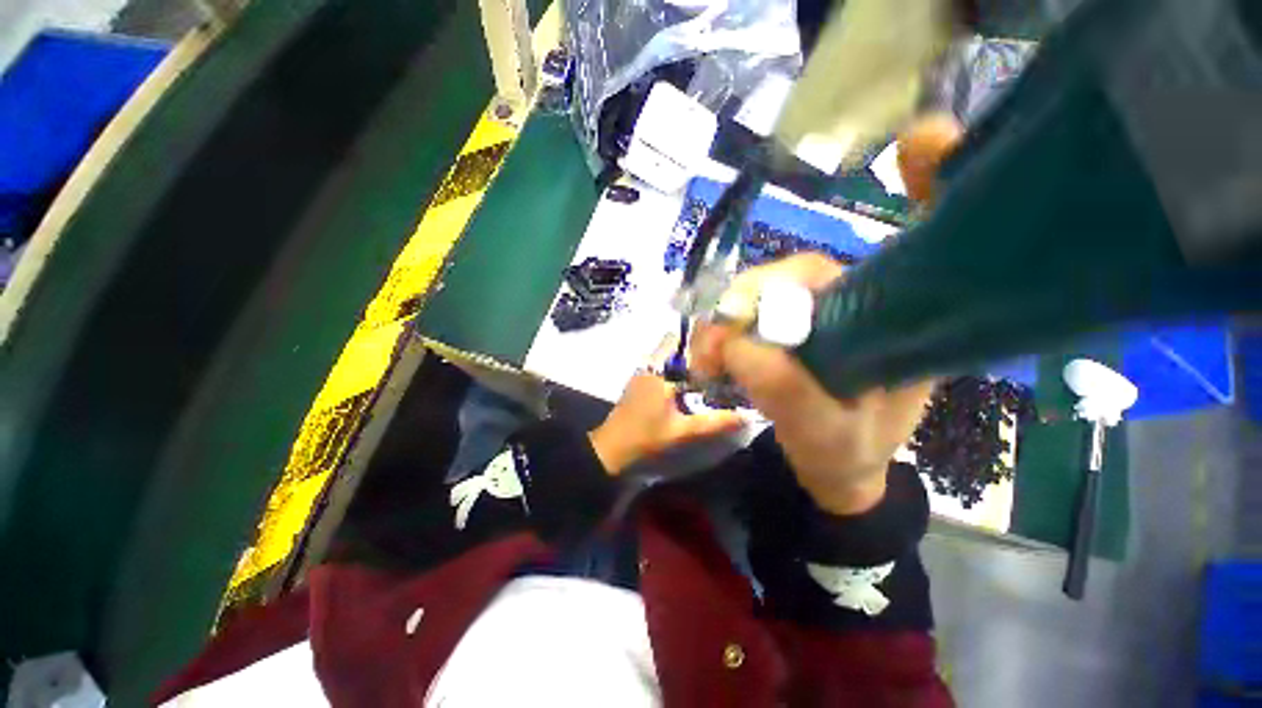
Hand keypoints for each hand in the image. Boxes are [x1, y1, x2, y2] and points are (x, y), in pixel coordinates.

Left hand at [589, 337, 745, 475]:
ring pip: (665, 354)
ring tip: (708, 366)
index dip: (698, 338)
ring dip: (684, 357)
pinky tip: (689, 381)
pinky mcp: (639, 381)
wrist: (612, 448)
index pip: (677, 341)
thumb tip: (745, 417)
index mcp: (658, 372)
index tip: (719, 342)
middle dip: (693, 347)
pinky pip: (659, 364)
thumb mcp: (682, 431)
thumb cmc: (645, 436)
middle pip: (672, 344)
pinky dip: (674, 367)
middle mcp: (648, 366)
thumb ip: (713, 423)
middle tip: (717, 356)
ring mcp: (641, 372)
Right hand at [688, 114, 960, 513]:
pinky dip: (724, 329)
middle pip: (799, 271)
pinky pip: (750, 313)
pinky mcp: (788, 325)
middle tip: (715, 346)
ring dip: (727, 319)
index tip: (918, 143)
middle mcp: (860, 303)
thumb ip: (788, 393)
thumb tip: (738, 344)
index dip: (927, 186)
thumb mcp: (825, 435)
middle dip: (750, 299)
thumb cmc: (845, 455)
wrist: (833, 469)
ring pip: (765, 290)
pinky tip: (712, 355)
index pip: (915, 245)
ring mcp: (817, 312)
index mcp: (899, 323)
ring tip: (706, 361)